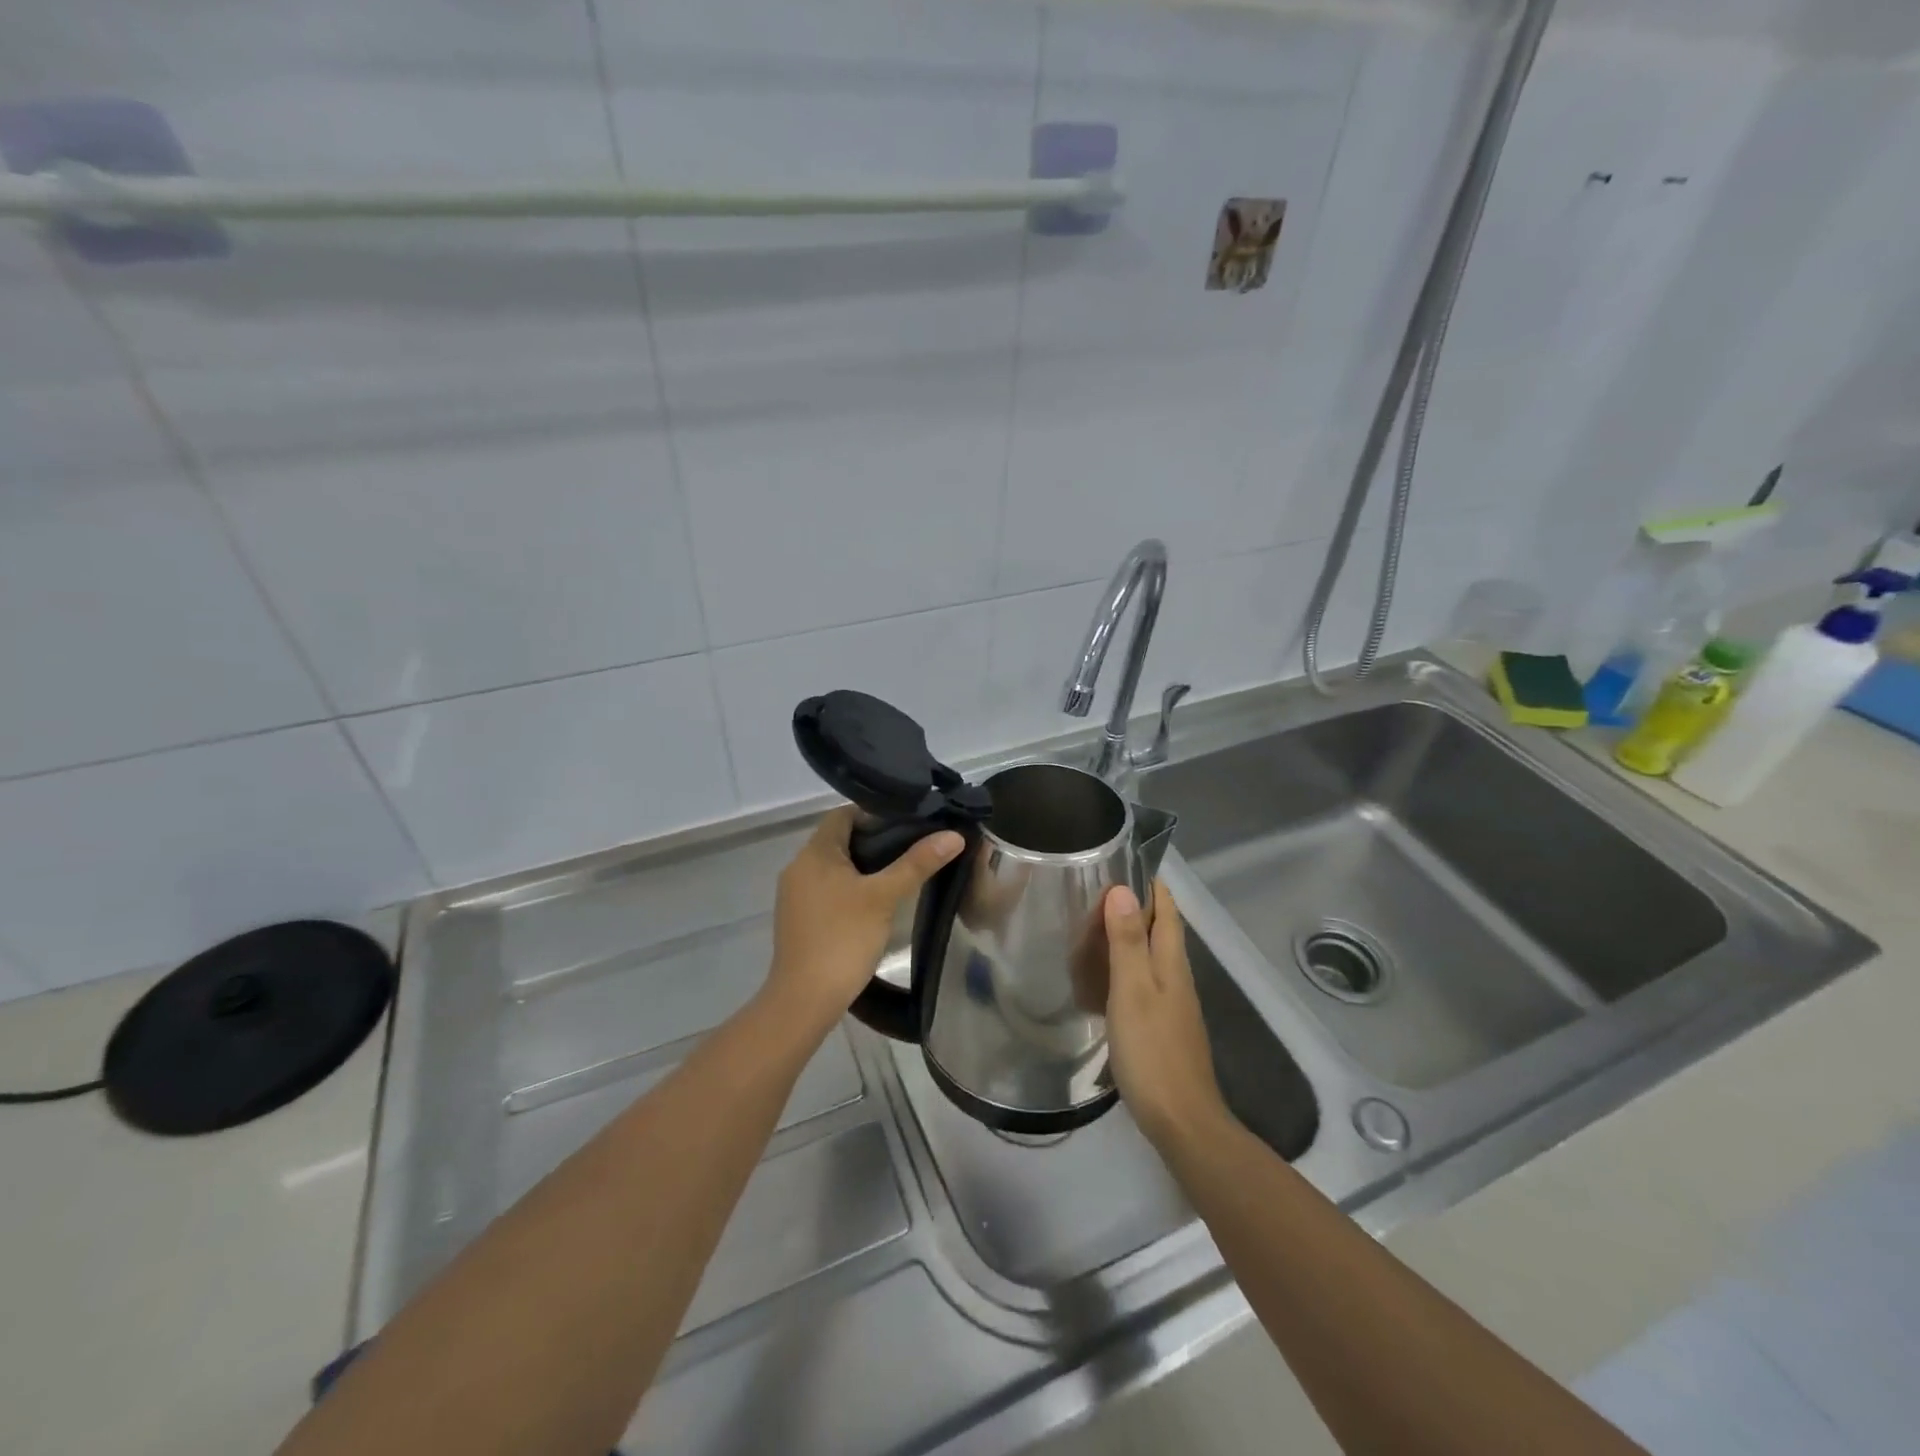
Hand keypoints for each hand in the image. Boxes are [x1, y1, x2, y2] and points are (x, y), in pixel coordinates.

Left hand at [765, 807, 963, 1033]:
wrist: (805, 1000)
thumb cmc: (843, 938)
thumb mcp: (884, 897)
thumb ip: (917, 863)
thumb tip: (953, 835)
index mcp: (814, 853)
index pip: (843, 814)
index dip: (875, 813)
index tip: (908, 823)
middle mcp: (799, 867)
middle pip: (839, 839)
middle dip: (874, 840)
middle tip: (912, 847)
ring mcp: (795, 895)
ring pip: (834, 866)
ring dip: (864, 866)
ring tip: (900, 873)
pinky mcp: (799, 918)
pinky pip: (827, 889)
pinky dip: (850, 888)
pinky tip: (875, 902)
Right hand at [1103, 881, 1230, 1148]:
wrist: (1181, 1119)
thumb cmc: (1153, 1050)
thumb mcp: (1132, 991)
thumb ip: (1127, 942)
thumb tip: (1122, 889)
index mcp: (1171, 963)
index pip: (1167, 910)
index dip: (1152, 885)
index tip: (1125, 861)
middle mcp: (1177, 977)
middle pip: (1161, 930)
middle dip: (1138, 906)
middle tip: (1097, 890)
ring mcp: (1173, 1004)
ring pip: (1152, 956)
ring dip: (1130, 936)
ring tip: (1094, 926)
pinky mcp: (1164, 1026)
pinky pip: (1145, 981)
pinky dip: (1126, 967)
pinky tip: (1105, 977)